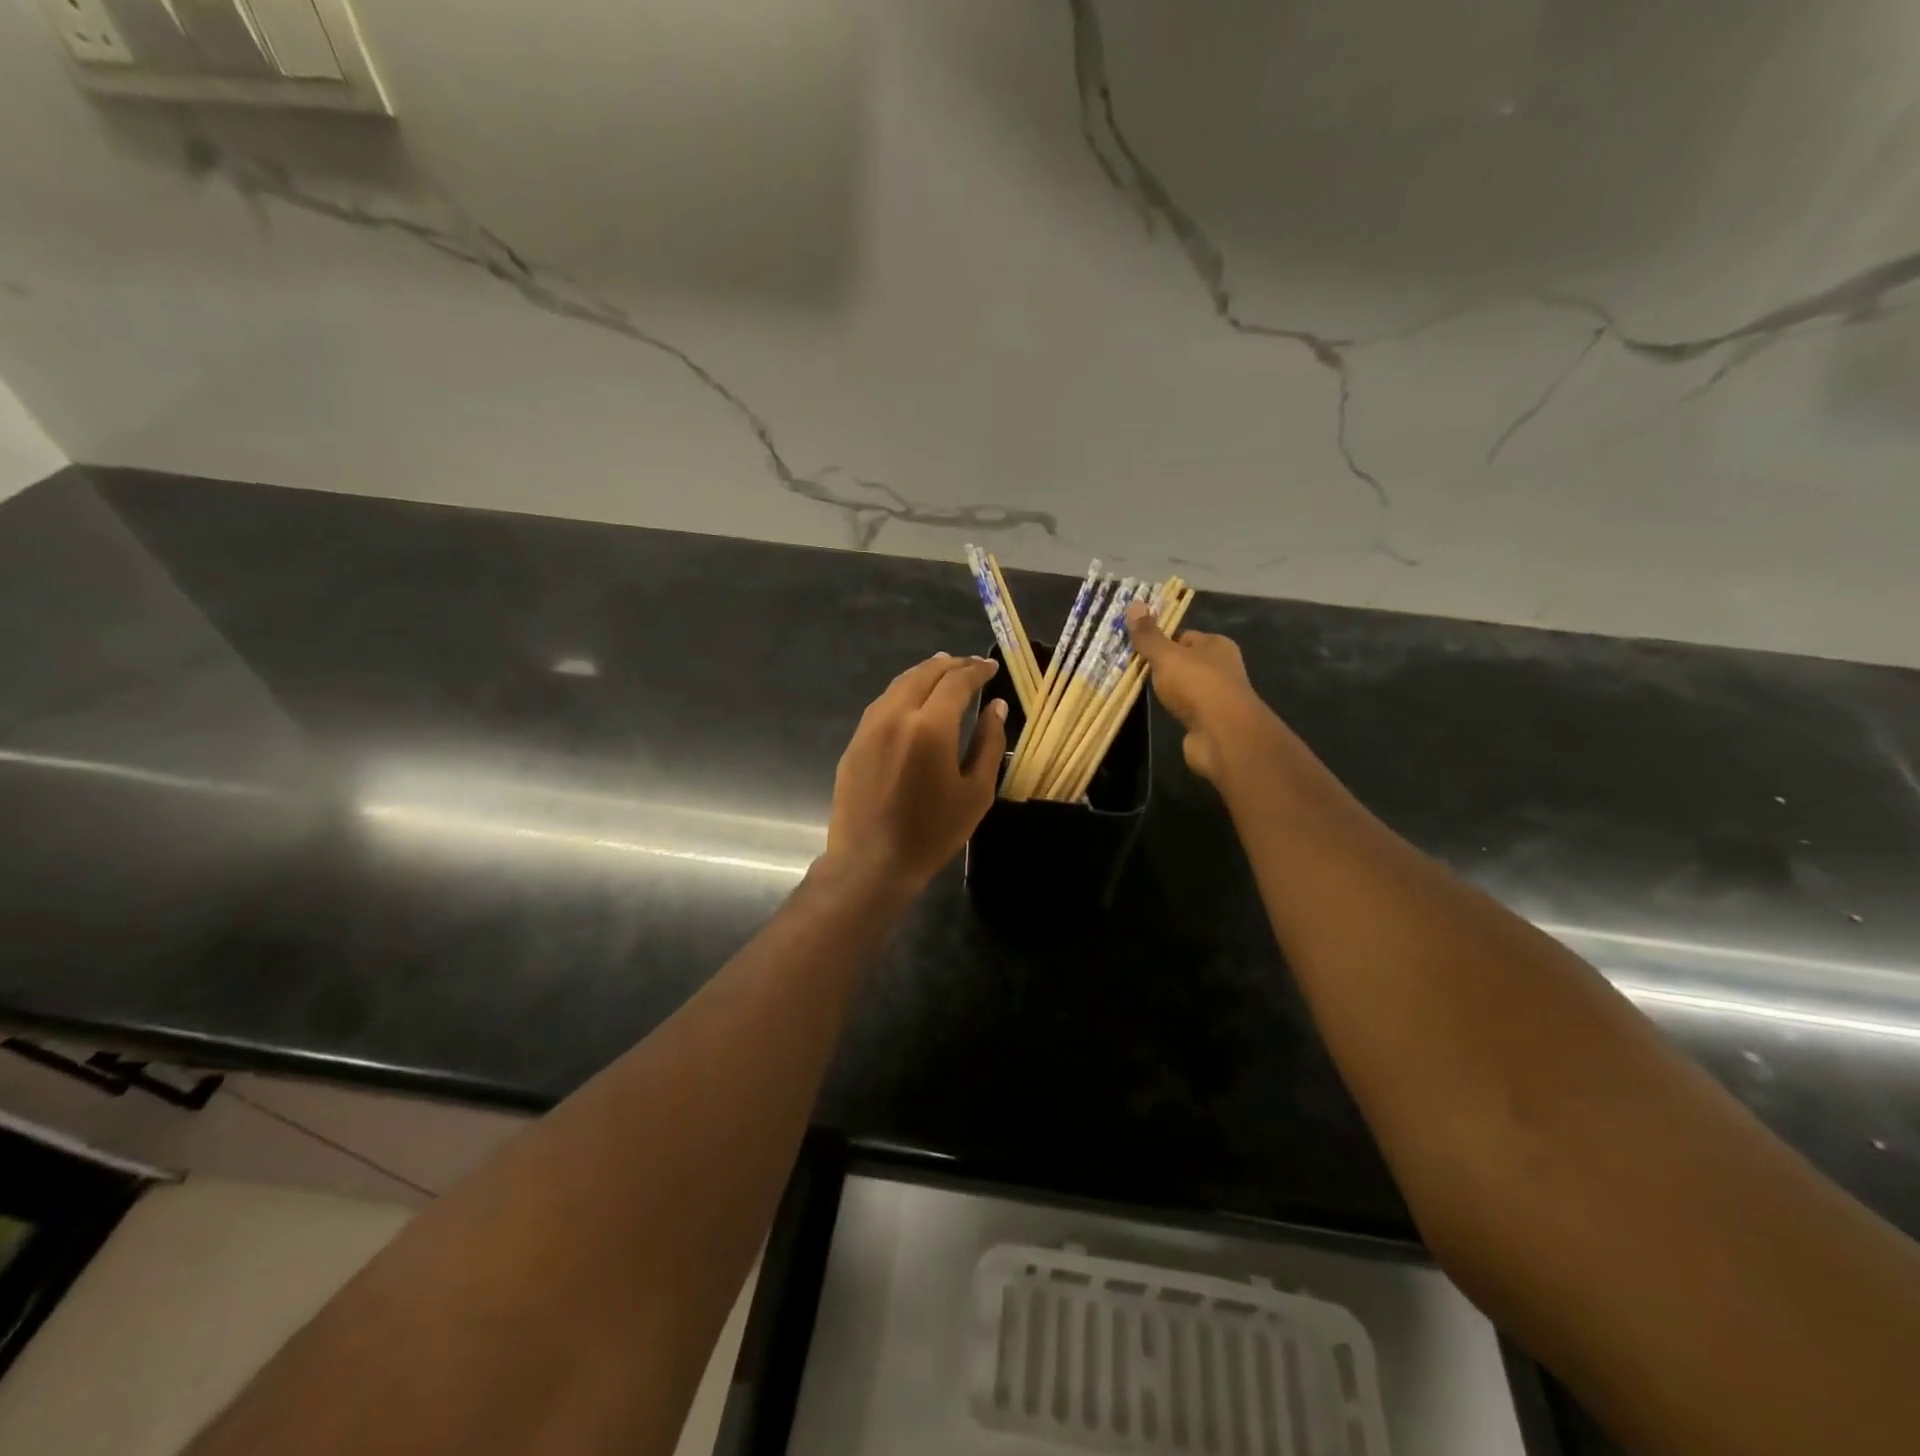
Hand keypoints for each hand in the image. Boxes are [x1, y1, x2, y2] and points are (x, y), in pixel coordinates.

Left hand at [821, 654, 1006, 895]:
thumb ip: (988, 743)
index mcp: (930, 726)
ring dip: (923, 673)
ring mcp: (869, 728)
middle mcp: (896, 716)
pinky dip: (902, 692)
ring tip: (942, 671)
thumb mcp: (975, 792)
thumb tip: (997, 706)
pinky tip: (911, 701)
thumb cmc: (932, 833)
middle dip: (950, 665)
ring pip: (898, 685)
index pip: (956, 682)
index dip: (976, 670)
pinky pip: (882, 704)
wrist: (871, 863)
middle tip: (970, 665)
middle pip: (924, 674)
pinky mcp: (854, 743)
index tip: (992, 667)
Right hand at [1126, 605, 1280, 784]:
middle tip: (1133, 667)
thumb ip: (1149, 636)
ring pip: (1186, 686)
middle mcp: (1222, 668)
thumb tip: (1134, 603)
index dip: (1162, 640)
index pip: (1185, 636)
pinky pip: (1186, 708)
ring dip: (1168, 688)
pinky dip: (1174, 709)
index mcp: (1217, 645)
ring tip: (1141, 689)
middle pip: (1186, 661)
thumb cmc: (1197, 685)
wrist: (1222, 735)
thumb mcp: (1167, 656)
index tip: (1137, 647)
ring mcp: (1217, 696)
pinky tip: (1159, 710)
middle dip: (1164, 665)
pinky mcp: (1210, 722)